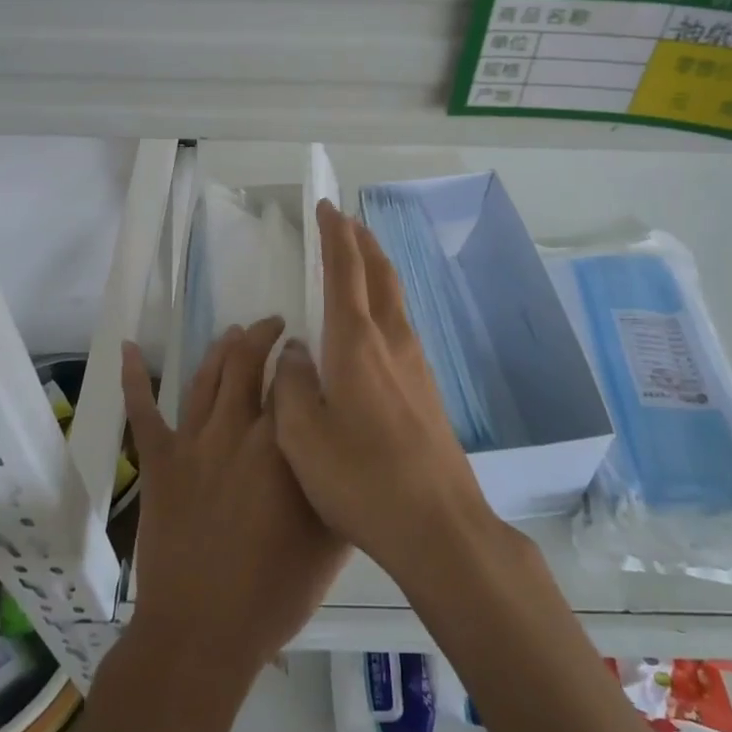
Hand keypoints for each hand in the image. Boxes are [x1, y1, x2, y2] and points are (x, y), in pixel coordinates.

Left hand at [121, 318, 348, 680]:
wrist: (202, 634)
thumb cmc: (275, 593)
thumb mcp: (332, 542)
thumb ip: (342, 487)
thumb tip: (348, 447)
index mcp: (281, 446)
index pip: (293, 381)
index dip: (300, 358)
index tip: (308, 350)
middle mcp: (236, 431)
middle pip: (247, 364)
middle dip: (263, 336)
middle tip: (275, 326)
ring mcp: (193, 444)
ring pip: (206, 377)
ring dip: (222, 348)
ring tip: (235, 331)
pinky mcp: (160, 463)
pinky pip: (143, 413)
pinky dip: (135, 378)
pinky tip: (129, 348)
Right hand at [272, 200, 500, 587]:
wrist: (439, 525)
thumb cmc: (361, 478)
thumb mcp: (302, 436)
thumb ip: (292, 384)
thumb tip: (297, 351)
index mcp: (356, 343)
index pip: (345, 271)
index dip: (334, 235)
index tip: (326, 206)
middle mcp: (391, 341)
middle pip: (379, 274)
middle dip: (362, 242)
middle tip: (346, 220)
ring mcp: (416, 364)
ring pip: (395, 298)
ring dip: (377, 269)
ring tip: (361, 258)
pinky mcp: (427, 389)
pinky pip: (401, 325)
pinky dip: (385, 301)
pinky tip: (377, 323)